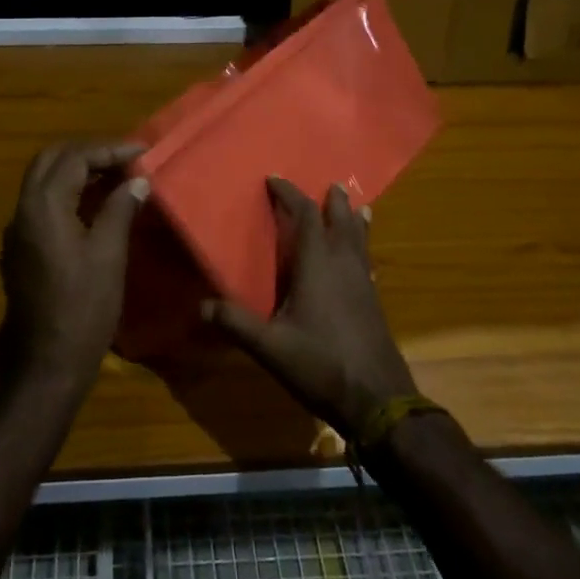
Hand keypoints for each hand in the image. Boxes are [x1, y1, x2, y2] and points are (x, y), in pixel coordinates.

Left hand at [0, 141, 149, 394]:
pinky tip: (93, 206)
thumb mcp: (109, 255)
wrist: (45, 363)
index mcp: (43, 206)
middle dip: (87, 152)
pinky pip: (41, 203)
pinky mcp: (19, 249)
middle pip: (50, 160)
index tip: (142, 152)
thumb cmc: (83, 308)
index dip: (109, 149)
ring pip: (42, 180)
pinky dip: (65, 192)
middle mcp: (23, 210)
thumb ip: (120, 209)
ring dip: (75, 171)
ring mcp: (17, 231)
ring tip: (115, 177)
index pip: (75, 158)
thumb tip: (137, 181)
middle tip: (123, 159)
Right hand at [202, 178, 416, 434]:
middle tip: (328, 185)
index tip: (274, 180)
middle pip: (341, 221)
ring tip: (354, 207)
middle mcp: (343, 265)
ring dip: (353, 220)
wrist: (378, 399)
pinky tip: (361, 259)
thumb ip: (237, 323)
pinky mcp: (373, 301)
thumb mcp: (270, 347)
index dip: (290, 195)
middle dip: (332, 201)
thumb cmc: (321, 364)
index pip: (305, 216)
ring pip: (360, 239)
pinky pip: (366, 260)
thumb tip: (201, 305)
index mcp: (317, 265)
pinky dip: (362, 246)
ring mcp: (363, 282)